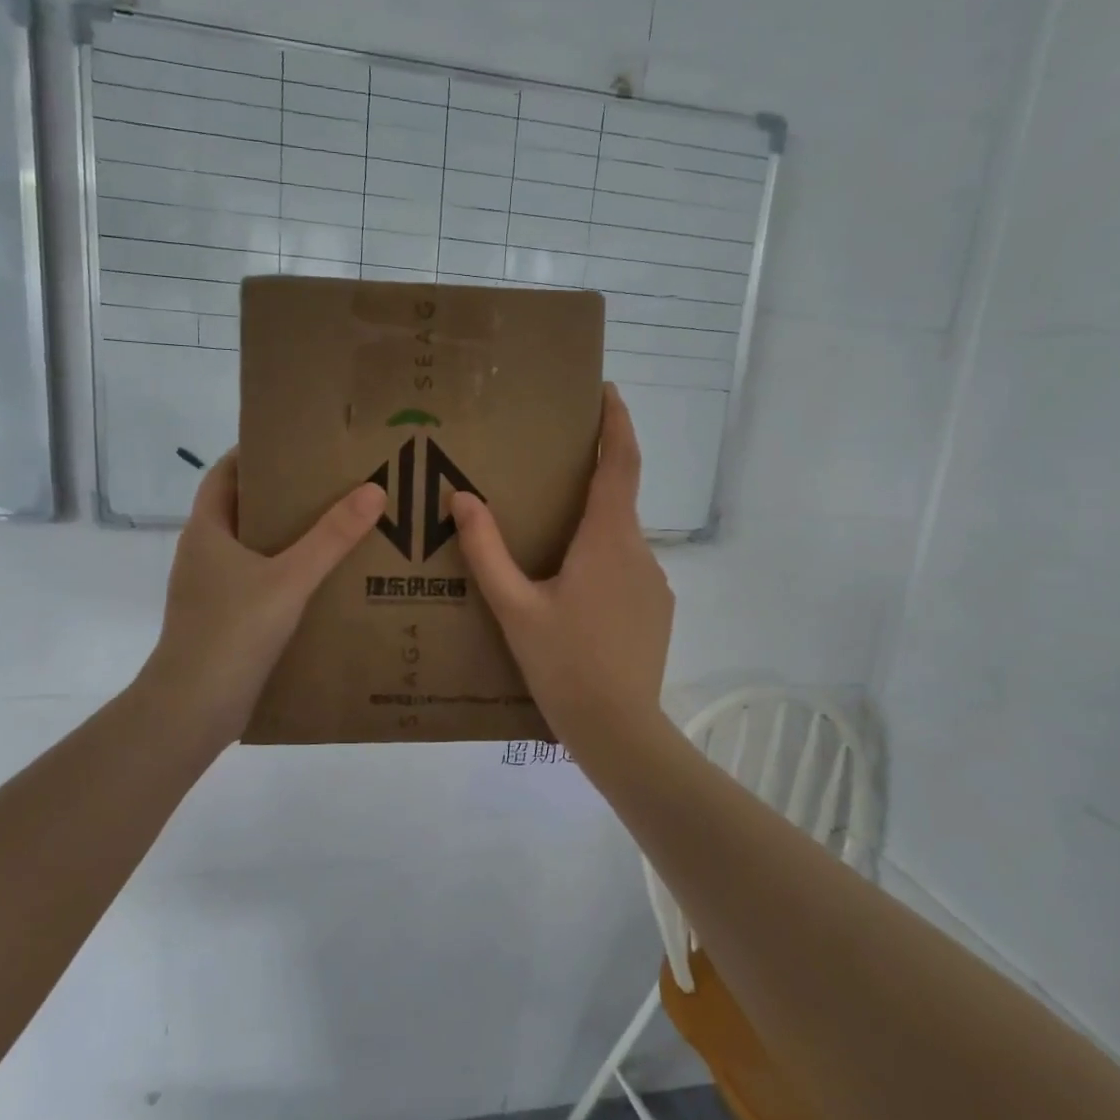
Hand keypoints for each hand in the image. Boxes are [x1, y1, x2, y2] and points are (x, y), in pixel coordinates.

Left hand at [143, 454, 384, 746]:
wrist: (193, 707)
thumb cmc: (232, 631)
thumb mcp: (289, 578)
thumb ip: (331, 537)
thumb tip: (373, 490)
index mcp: (207, 531)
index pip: (225, 474)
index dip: (255, 455)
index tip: (297, 445)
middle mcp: (204, 555)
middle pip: (243, 511)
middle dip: (283, 497)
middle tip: (332, 486)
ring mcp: (211, 591)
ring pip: (252, 551)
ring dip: (287, 540)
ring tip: (336, 530)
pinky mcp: (223, 622)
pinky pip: (258, 584)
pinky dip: (285, 576)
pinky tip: (321, 585)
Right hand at [451, 384, 673, 746]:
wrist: (618, 729)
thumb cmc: (563, 664)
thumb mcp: (514, 607)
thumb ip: (486, 550)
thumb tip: (462, 499)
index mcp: (608, 539)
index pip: (620, 462)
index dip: (617, 422)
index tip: (607, 390)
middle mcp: (639, 551)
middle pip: (618, 498)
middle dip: (591, 477)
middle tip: (549, 473)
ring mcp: (654, 582)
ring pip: (619, 538)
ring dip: (591, 528)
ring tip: (550, 545)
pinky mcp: (656, 609)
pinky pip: (626, 569)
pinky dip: (600, 562)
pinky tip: (571, 594)